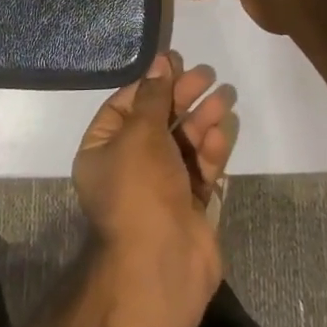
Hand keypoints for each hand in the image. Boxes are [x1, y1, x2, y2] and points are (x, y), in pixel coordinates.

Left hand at [72, 50, 235, 315]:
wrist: (162, 265)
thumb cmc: (140, 189)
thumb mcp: (141, 133)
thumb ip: (155, 96)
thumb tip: (160, 61)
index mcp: (102, 152)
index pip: (124, 107)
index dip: (149, 84)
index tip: (175, 64)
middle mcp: (128, 169)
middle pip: (157, 122)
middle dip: (181, 98)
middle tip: (207, 76)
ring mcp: (159, 189)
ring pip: (182, 144)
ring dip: (201, 119)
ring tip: (224, 97)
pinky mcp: (188, 206)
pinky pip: (199, 169)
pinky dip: (209, 150)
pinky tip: (221, 132)